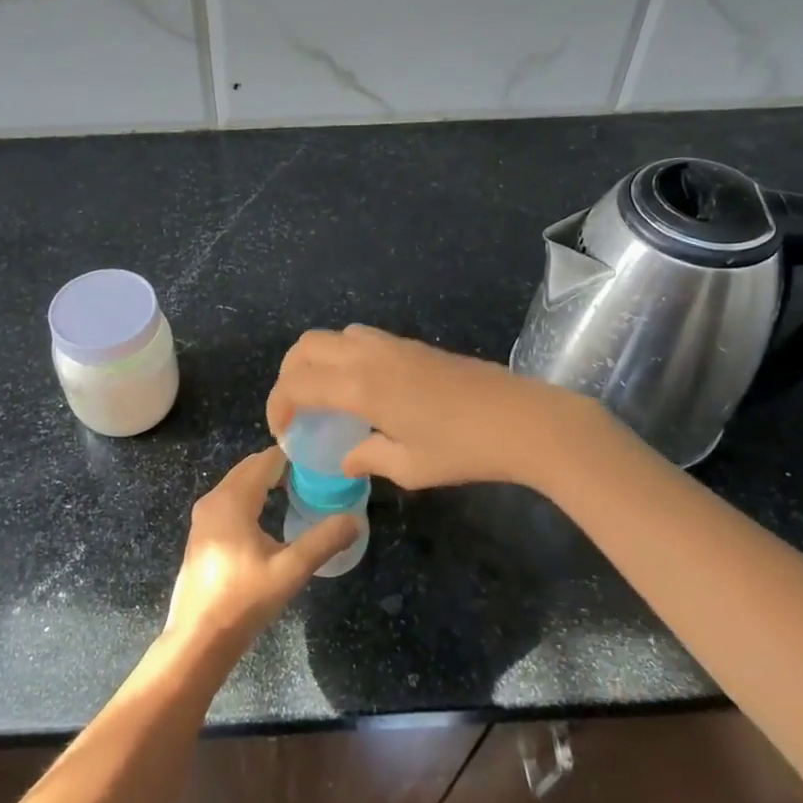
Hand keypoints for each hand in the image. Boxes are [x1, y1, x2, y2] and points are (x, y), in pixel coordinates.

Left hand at [164, 447, 358, 656]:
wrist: (198, 640)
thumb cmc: (243, 601)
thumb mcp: (290, 571)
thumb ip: (324, 541)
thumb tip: (355, 520)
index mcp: (232, 499)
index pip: (266, 460)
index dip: (294, 456)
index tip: (322, 461)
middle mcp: (213, 499)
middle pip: (251, 468)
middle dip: (281, 467)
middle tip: (316, 476)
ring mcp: (203, 517)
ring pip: (239, 484)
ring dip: (266, 483)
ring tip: (300, 491)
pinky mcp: (201, 535)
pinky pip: (230, 501)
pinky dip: (252, 498)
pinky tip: (272, 516)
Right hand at [266, 325, 595, 491]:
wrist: (523, 420)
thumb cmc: (464, 450)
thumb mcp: (410, 467)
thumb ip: (368, 458)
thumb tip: (346, 459)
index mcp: (360, 387)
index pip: (297, 384)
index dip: (278, 405)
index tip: (283, 432)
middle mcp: (369, 357)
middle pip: (307, 346)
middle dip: (289, 374)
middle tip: (296, 409)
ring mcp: (393, 345)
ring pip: (334, 335)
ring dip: (316, 360)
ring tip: (325, 396)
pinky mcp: (413, 345)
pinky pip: (361, 338)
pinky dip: (343, 356)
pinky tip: (362, 389)